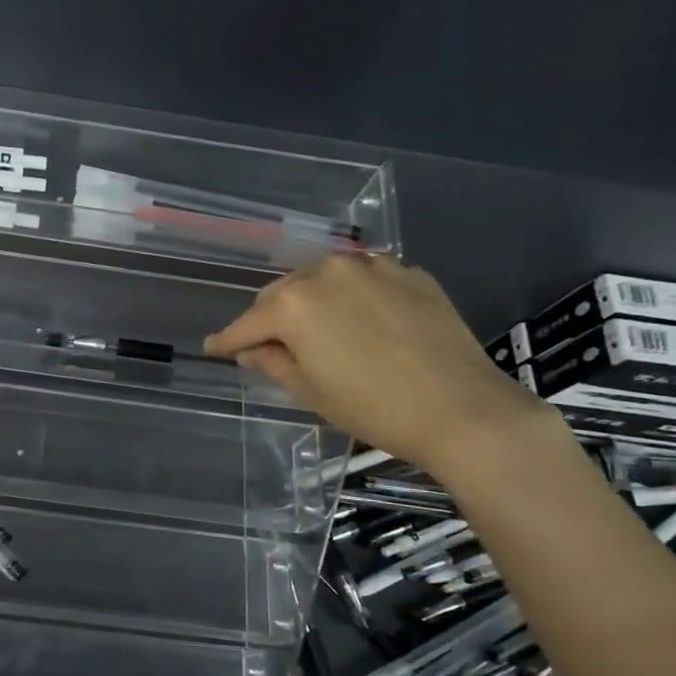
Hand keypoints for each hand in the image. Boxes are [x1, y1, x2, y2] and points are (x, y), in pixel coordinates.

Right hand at [203, 255, 554, 477]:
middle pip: (282, 293)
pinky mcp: (409, 272)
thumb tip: (251, 350)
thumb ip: (273, 362)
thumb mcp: (311, 391)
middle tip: (273, 346)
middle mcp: (327, 272)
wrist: (462, 408)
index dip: (228, 340)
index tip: (213, 347)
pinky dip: (352, 295)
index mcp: (294, 305)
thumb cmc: (373, 408)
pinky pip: (364, 278)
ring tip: (319, 331)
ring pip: (322, 278)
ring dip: (311, 301)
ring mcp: (372, 267)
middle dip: (271, 318)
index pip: (247, 323)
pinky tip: (362, 322)